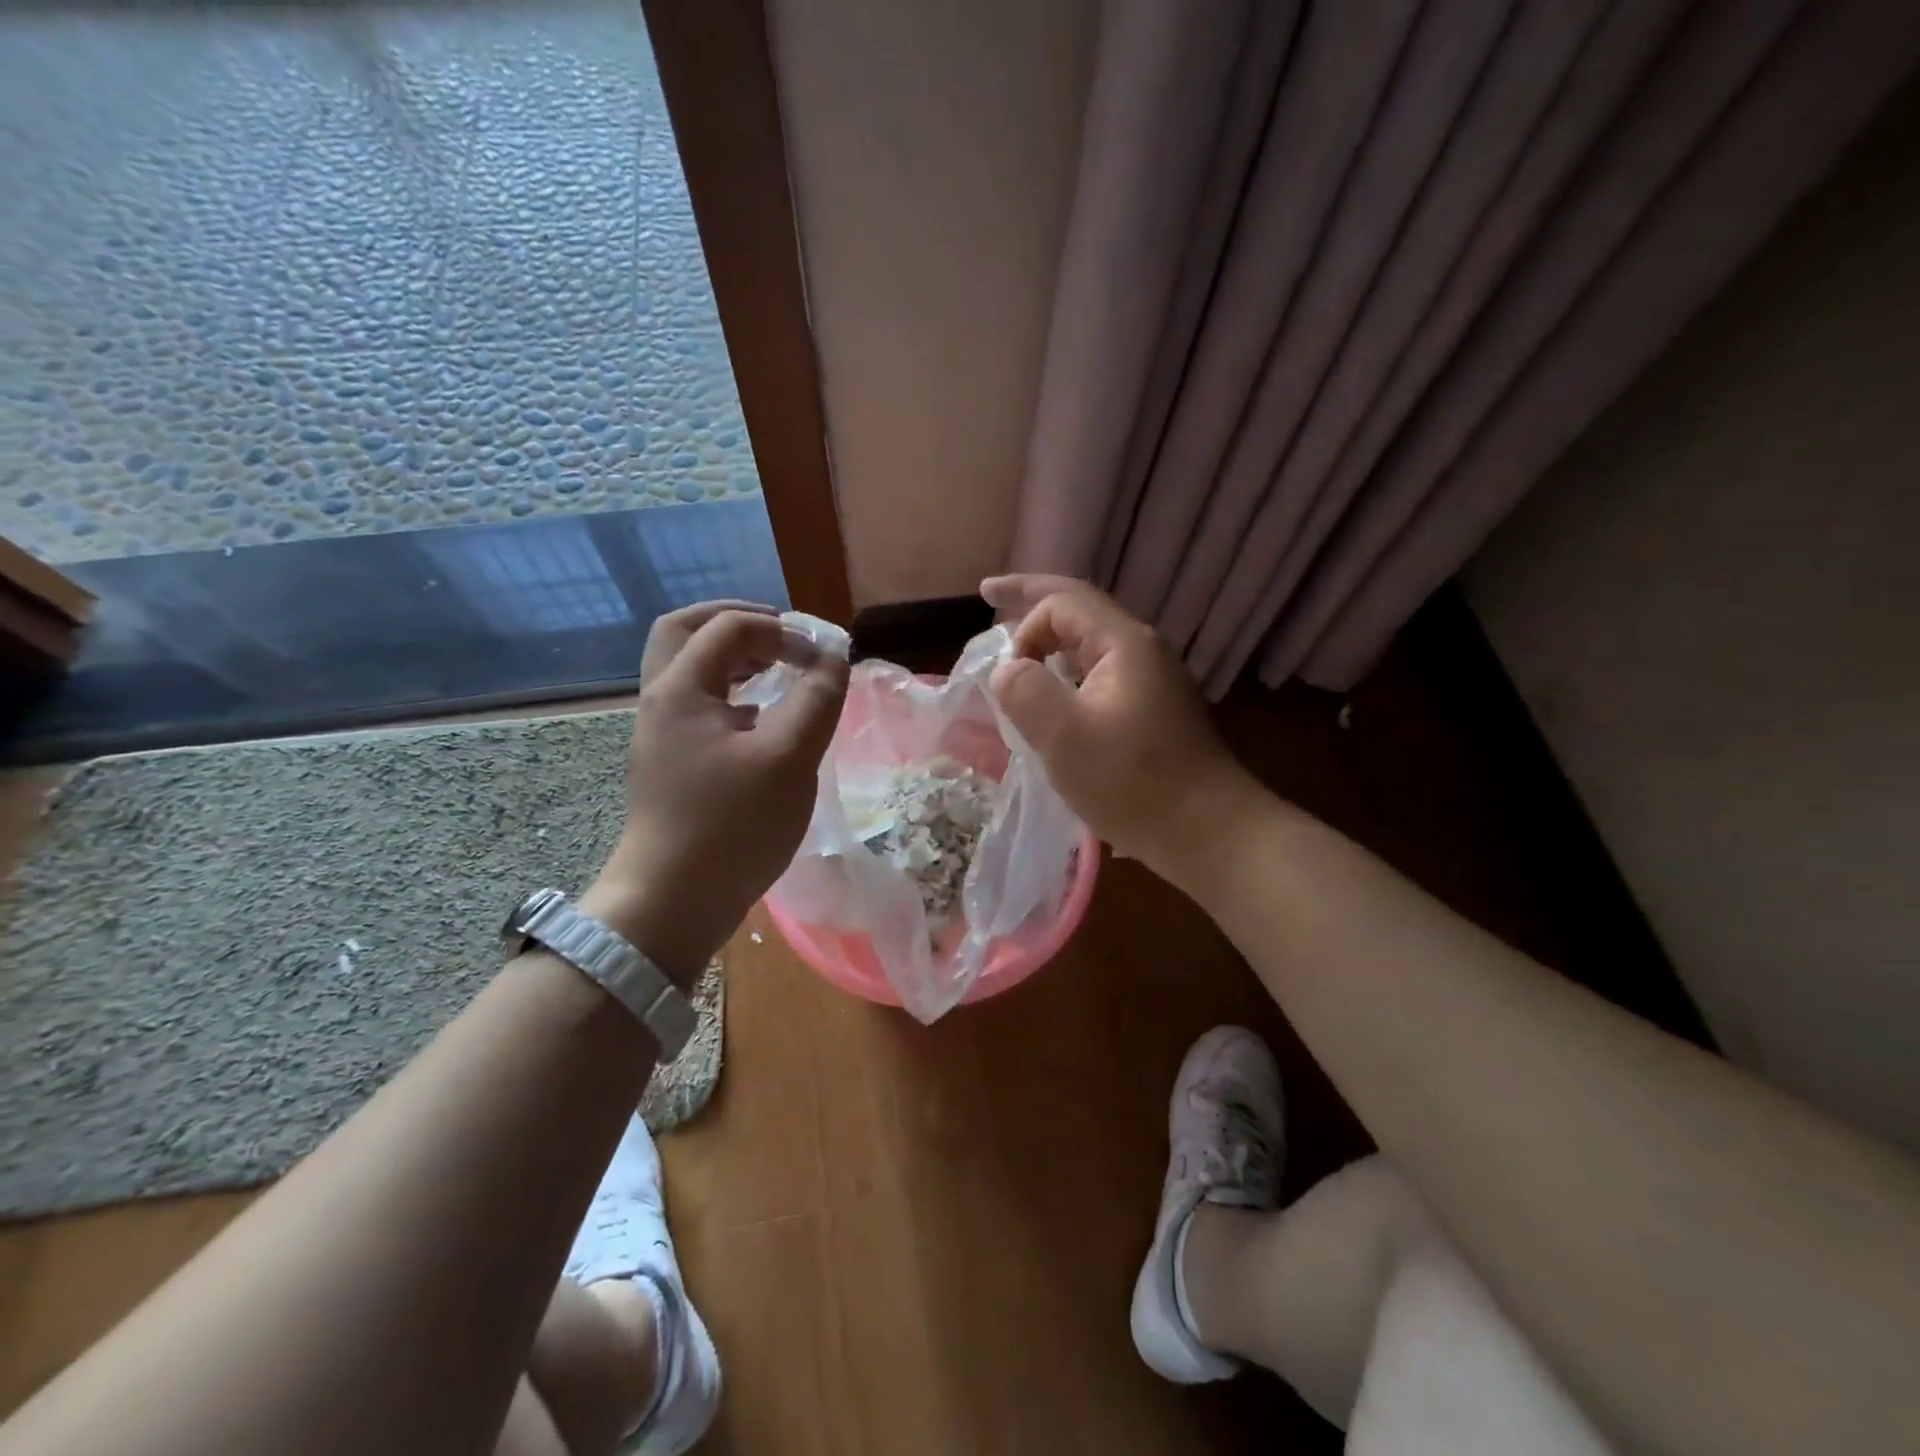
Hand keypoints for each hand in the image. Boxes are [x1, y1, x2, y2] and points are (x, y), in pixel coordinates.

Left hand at [581, 602, 848, 981]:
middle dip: (740, 623)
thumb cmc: (733, 826)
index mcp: (681, 689)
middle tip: (783, 635)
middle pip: (687, 631)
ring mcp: (661, 734)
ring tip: (779, 669)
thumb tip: (833, 656)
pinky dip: (730, 693)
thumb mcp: (789, 758)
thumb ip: (817, 698)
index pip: (731, 628)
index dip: (783, 631)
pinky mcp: (670, 763)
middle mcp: (661, 701)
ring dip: (734, 657)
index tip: (823, 659)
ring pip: (689, 670)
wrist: (672, 903)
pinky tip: (764, 719)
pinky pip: (697, 705)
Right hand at [981, 575, 1259, 887]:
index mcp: (1125, 644)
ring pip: (1090, 643)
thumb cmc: (1134, 783)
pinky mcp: (1153, 710)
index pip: (1063, 603)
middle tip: (990, 591)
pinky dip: (1068, 670)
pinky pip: (1101, 672)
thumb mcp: (1064, 737)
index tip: (1009, 675)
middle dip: (1032, 600)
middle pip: (1080, 610)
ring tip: (1018, 646)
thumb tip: (1009, 669)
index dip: (1024, 624)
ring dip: (1051, 639)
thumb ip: (1025, 691)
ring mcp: (1153, 681)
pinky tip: (1055, 693)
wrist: (1208, 832)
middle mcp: (1143, 650)